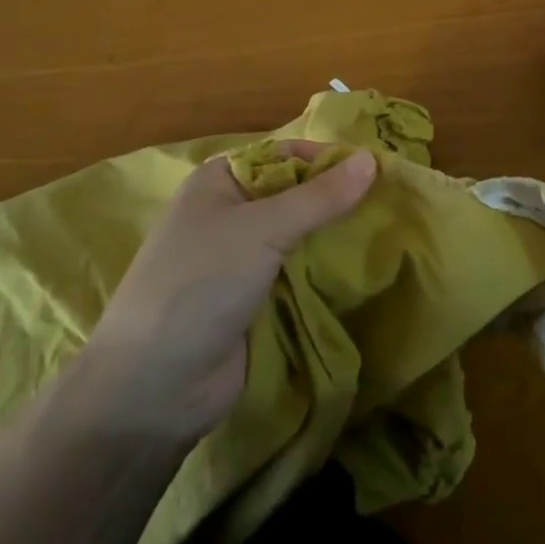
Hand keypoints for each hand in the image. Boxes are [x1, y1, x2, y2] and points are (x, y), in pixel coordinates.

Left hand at [83, 142, 374, 443]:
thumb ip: (319, 197)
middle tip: (391, 202)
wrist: (153, 389)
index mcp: (221, 181)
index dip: (328, 159)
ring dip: (336, 235)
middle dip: (337, 199)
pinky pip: (298, 272)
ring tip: (389, 231)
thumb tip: (371, 160)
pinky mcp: (255, 299)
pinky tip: (364, 268)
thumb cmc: (200, 285)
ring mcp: (242, 259)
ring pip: (300, 235)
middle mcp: (231, 213)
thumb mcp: (262, 229)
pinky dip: (326, 269)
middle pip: (296, 194)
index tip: (377, 171)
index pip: (285, 154)